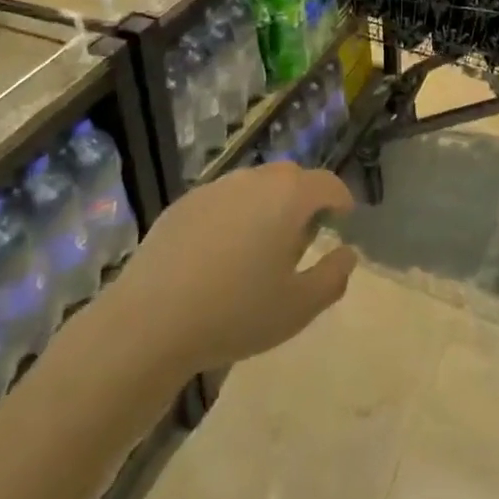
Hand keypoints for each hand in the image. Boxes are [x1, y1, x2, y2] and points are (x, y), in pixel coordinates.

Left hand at [104, 161, 358, 375]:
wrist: (151, 321)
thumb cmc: (237, 312)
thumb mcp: (299, 307)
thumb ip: (333, 276)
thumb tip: (347, 253)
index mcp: (288, 197)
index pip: (327, 183)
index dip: (340, 198)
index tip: (344, 217)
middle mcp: (253, 180)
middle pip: (290, 177)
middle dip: (304, 198)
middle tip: (304, 233)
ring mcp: (214, 188)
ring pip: (253, 185)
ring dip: (267, 204)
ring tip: (262, 244)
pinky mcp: (182, 204)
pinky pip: (222, 200)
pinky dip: (233, 214)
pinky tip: (222, 252)